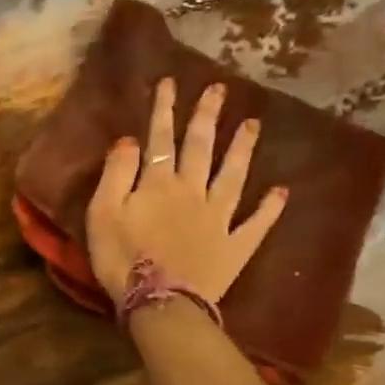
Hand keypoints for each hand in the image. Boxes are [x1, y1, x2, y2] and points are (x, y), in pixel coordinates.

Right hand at [85, 77, 287, 306]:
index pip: (160, 139)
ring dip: (242, 150)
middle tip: (220, 89)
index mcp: (159, 185)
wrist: (159, 303)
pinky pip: (256, 224)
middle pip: (201, 149)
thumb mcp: (102, 214)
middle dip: (208, 118)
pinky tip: (281, 192)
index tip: (170, 82)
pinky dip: (269, 208)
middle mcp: (193, 192)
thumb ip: (116, 175)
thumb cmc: (122, 259)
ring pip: (233, 177)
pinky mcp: (235, 246)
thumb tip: (130, 140)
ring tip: (253, 125)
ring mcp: (219, 219)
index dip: (164, 110)